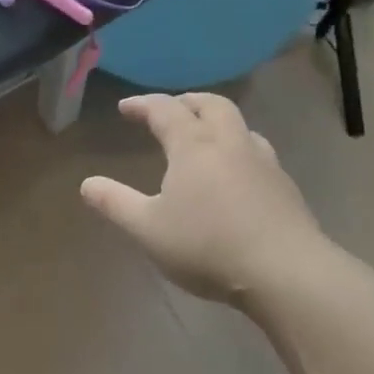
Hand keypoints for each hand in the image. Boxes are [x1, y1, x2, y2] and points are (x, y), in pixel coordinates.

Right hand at [81, 94, 332, 304]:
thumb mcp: (148, 229)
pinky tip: (235, 173)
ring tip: (203, 137)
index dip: (143, 105)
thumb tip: (87, 185)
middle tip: (169, 109)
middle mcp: (230, 143)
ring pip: (239, 125)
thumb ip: (115, 204)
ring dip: (217, 121)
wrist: (285, 272)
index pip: (165, 110)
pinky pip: (256, 151)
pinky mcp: (284, 186)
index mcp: (194, 145)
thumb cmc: (207, 245)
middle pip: (210, 104)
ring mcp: (263, 162)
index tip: (126, 108)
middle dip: (186, 101)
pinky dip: (237, 148)